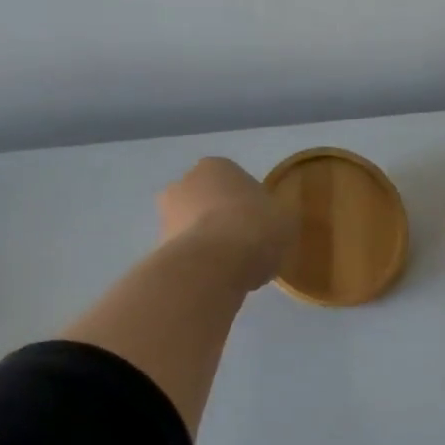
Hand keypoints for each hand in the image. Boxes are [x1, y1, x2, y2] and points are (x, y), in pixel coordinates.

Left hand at [157, 158, 297, 291]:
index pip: (236, 182)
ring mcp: (165, 215)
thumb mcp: (285, 218)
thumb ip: (276, 215)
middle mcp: (183, 183)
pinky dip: (200, 264)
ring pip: (195, 228)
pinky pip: (187, 253)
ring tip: (235, 268)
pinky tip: (219, 279)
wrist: (213, 265)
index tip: (263, 225)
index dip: (251, 204)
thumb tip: (272, 222)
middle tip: (247, 246)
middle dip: (222, 220)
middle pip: (209, 202)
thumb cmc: (254, 228)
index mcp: (216, 166)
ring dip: (209, 243)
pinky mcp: (159, 247)